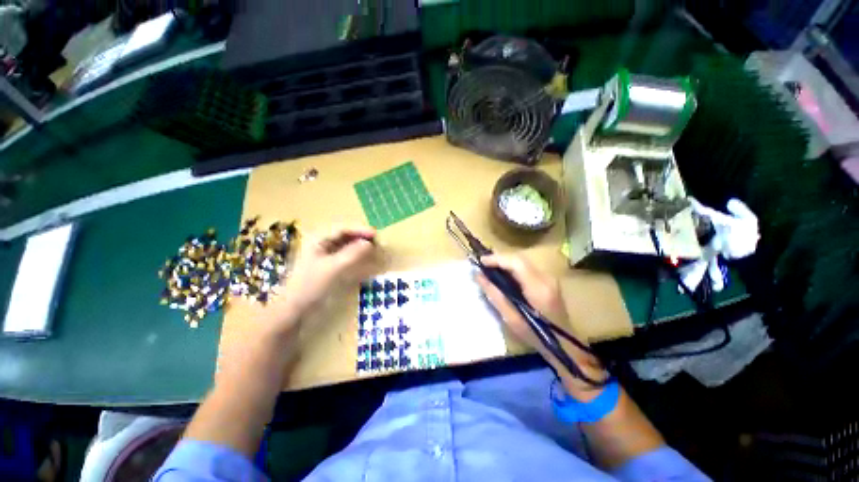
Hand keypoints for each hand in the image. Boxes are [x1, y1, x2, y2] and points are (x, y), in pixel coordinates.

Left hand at [252, 226, 377, 333]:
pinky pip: (343, 254)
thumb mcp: (333, 268)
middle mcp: (319, 243)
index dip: (360, 230)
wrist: (292, 311)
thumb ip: (352, 254)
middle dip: (360, 236)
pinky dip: (354, 254)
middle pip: (343, 234)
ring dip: (358, 244)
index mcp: (317, 239)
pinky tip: (362, 258)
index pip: (342, 228)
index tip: (375, 235)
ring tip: (373, 248)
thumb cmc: (310, 286)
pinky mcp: (325, 266)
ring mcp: (322, 255)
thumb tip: (369, 243)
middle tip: (377, 241)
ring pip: (344, 244)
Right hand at [475, 255, 606, 397]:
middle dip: (500, 259)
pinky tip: (504, 276)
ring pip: (523, 262)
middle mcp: (546, 278)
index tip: (481, 261)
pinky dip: (513, 269)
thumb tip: (479, 276)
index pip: (516, 263)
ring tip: (490, 269)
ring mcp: (549, 278)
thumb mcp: (511, 318)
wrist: (564, 345)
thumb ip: (494, 294)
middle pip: (519, 259)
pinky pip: (527, 268)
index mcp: (538, 288)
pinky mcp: (548, 281)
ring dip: (506, 263)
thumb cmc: (536, 335)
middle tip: (483, 265)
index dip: (497, 259)